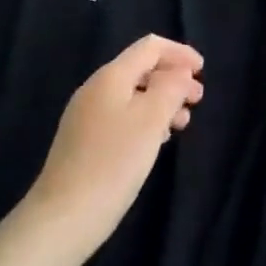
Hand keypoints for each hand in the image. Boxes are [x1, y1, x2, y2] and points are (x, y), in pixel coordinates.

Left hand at [21, 36, 203, 262]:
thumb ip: (171, 87)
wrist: (62, 219)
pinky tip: (156, 141)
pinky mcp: (83, 141)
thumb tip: (179, 70)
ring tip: (182, 124)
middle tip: (197, 100)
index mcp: (111, 76)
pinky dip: (145, 119)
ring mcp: (86, 115)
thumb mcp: (151, 120)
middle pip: (141, 69)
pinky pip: (122, 115)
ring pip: (133, 94)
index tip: (203, 70)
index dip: (179, 53)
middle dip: (173, 79)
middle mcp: (96, 88)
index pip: (150, 47)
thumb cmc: (113, 163)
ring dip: (161, 101)